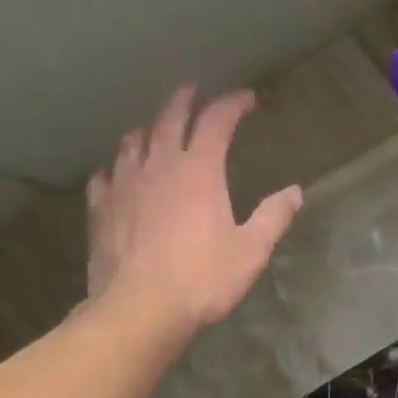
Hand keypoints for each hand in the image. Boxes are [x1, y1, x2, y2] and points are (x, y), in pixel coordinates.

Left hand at [86, 85, 302, 332]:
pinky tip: (116, 173)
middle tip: (193, 90)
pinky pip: (105, 176)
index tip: (246, 99)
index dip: (232, 104)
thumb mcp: (251, 251)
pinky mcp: (102, 209)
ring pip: (133, 142)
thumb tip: (295, 192)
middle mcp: (159, 166)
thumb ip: (273, 217)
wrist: (140, 308)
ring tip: (155, 128)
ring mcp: (125, 185)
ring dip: (148, 128)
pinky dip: (115, 167)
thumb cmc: (203, 279)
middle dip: (185, 100)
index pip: (216, 121)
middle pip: (169, 118)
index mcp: (200, 171)